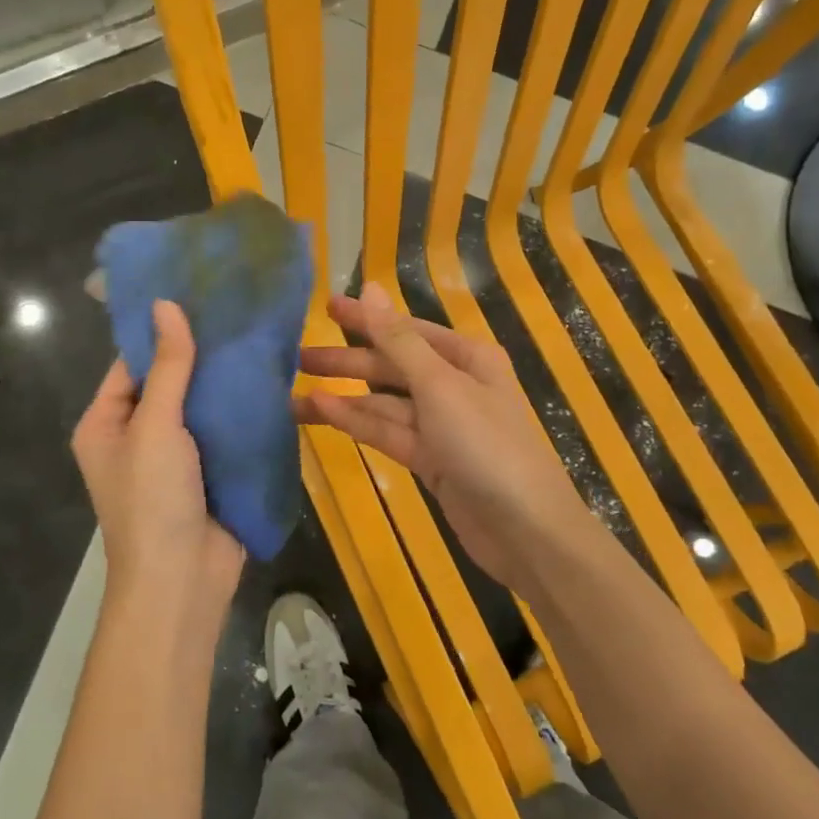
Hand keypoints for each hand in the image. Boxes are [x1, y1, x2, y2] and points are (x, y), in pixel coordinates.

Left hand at [72, 301, 243, 624]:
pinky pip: (223, 431)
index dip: (161, 332)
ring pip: (200, 406)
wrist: (183, 581)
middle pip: (168, 383)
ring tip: (258, 335)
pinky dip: (241, 410)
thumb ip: (167, 366)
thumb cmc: (153, 499)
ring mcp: (175, 457)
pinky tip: (269, 379)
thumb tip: (165, 304)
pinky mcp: (209, 472)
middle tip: (238, 310)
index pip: (131, 364)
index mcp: (105, 424)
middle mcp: (136, 436)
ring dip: (224, 382)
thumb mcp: (155, 426)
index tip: (197, 295)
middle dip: (200, 355)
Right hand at [294, 283, 600, 601]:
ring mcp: (442, 424)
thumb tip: (370, 287)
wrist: (526, 531)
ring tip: (292, 396)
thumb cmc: (487, 445)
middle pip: (392, 365)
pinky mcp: (431, 459)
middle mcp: (454, 384)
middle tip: (296, 357)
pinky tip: (321, 413)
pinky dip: (357, 422)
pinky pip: (388, 432)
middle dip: (346, 361)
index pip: (405, 329)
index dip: (365, 318)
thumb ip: (398, 340)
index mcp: (466, 357)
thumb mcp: (440, 386)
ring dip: (343, 398)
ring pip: (384, 402)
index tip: (324, 308)